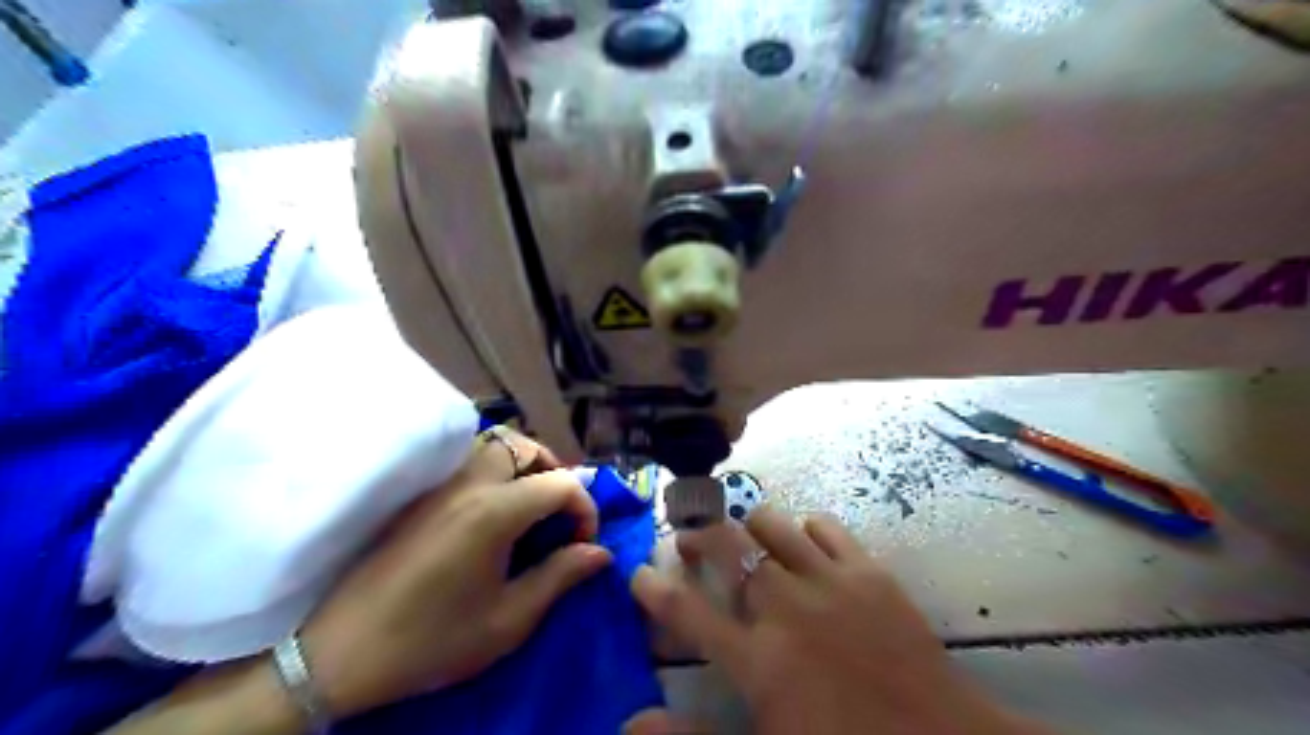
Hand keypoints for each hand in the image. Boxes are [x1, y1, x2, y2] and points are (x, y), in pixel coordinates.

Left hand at [299, 429, 610, 720]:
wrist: (341, 653)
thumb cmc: (432, 640)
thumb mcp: (508, 620)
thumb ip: (560, 577)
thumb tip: (600, 553)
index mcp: (494, 511)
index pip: (560, 483)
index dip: (585, 508)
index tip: (584, 543)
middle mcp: (467, 483)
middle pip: (523, 445)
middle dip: (554, 471)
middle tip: (559, 511)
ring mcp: (438, 484)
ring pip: (491, 443)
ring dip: (522, 463)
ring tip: (529, 503)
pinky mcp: (418, 494)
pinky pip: (465, 459)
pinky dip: (492, 468)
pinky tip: (491, 508)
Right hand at [630, 507, 1050, 734]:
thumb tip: (629, 724)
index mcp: (758, 660)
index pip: (688, 613)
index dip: (656, 590)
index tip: (639, 574)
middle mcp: (785, 608)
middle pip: (727, 549)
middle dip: (698, 536)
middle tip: (688, 539)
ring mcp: (829, 582)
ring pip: (771, 525)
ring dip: (748, 526)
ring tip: (743, 537)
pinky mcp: (869, 571)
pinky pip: (825, 527)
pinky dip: (805, 529)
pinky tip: (804, 544)